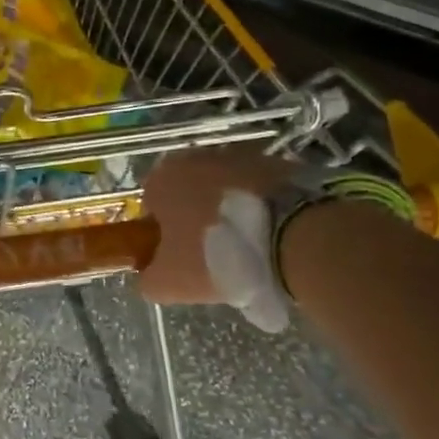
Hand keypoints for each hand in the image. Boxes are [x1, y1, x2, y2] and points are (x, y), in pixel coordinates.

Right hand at [138, 145, 295, 333]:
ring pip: (222, 189)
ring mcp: (236, 156)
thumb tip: (149, 274)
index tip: (181, 259)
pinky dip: (259, 207)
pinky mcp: (272, 162)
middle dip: (196, 219)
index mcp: (162, 179)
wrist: (290, 236)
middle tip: (214, 257)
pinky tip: (272, 235)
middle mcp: (193, 158)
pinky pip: (256, 190)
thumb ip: (147, 278)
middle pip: (187, 194)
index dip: (162, 235)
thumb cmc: (216, 255)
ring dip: (228, 211)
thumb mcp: (169, 282)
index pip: (151, 207)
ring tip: (249, 249)